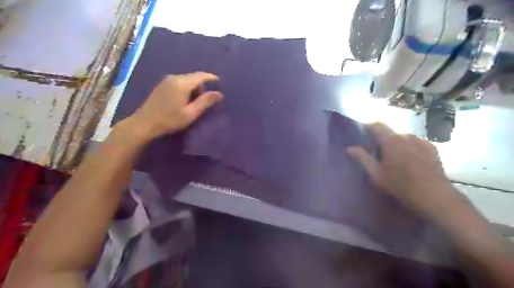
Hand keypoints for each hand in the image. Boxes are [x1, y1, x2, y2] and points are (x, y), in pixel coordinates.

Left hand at [125, 72, 222, 140]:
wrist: (144, 123)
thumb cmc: (170, 120)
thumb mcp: (191, 113)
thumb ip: (205, 102)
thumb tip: (219, 93)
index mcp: (182, 83)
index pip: (201, 76)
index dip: (211, 77)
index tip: (219, 81)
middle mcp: (174, 78)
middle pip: (193, 77)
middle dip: (202, 85)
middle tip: (206, 100)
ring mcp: (166, 81)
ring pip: (186, 80)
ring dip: (194, 88)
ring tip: (195, 102)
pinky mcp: (162, 85)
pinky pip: (179, 82)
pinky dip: (186, 88)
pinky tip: (184, 100)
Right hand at [347, 123, 454, 216]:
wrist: (434, 196)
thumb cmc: (400, 185)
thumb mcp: (376, 174)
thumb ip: (362, 158)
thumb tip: (349, 148)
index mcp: (391, 141)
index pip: (377, 125)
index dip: (368, 126)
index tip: (362, 133)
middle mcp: (406, 136)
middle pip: (390, 132)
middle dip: (382, 139)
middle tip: (378, 153)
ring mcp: (421, 141)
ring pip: (403, 137)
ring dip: (396, 143)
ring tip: (395, 158)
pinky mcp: (432, 148)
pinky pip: (415, 142)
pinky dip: (409, 147)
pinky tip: (410, 161)